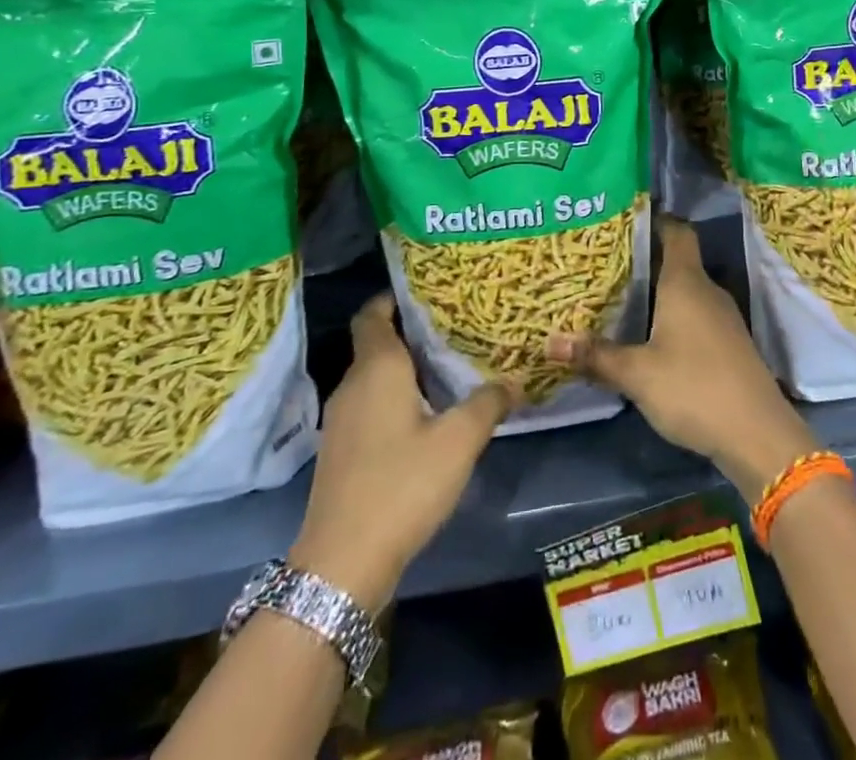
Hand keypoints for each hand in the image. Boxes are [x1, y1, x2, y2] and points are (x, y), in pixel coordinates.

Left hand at [291, 295, 514, 610]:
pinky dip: (397, 398)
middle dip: (413, 332)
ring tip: (450, 367)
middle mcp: (352, 385)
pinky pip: (371, 405)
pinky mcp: (342, 451)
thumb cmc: (401, 485)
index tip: (428, 290)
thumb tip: (514, 381)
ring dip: (407, 369)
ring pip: (375, 377)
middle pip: (377, 343)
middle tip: (457, 327)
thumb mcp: (458, 441)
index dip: (394, 297)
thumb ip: (488, 404)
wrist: (341, 565)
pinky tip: (428, 414)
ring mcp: (341, 421)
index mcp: (376, 368)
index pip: (372, 314)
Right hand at [547, 216, 815, 498]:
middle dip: (642, 259)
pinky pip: (694, 313)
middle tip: (603, 263)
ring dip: (656, 290)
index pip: (676, 231)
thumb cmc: (695, 388)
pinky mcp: (727, 343)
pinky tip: (648, 334)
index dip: (653, 220)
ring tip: (617, 296)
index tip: (622, 220)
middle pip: (675, 260)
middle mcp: (707, 290)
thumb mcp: (638, 374)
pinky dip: (671, 315)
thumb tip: (549, 342)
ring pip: (684, 289)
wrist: (758, 434)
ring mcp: (722, 317)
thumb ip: (596, 356)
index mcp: (686, 282)